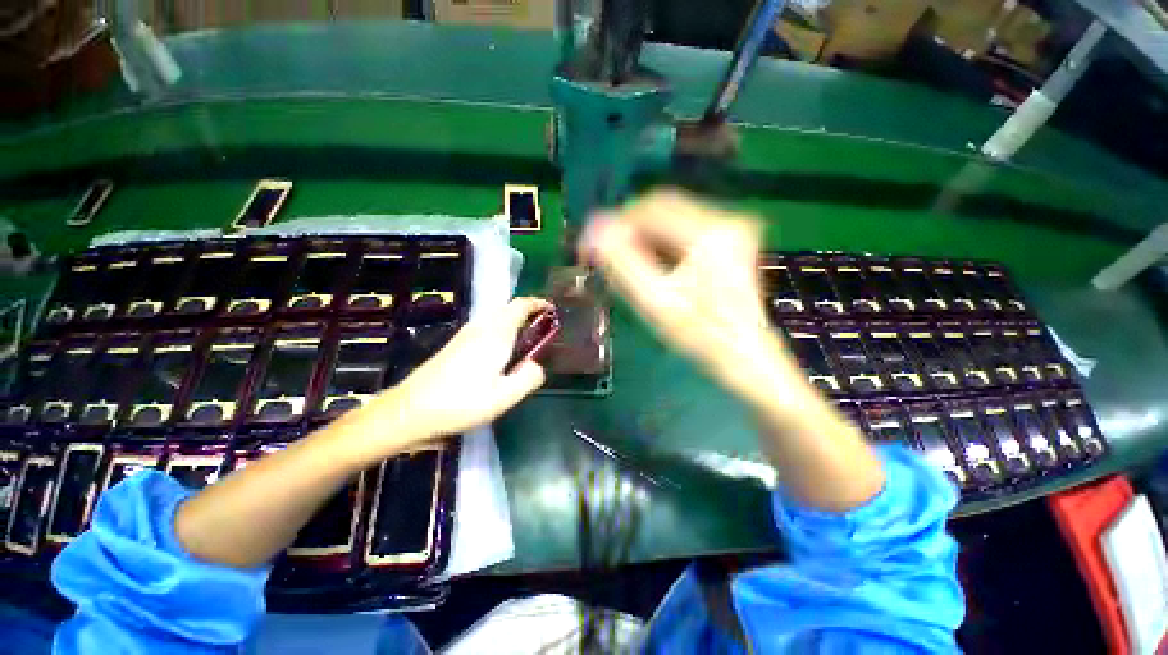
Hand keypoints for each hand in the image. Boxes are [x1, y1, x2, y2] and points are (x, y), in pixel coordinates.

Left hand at [335, 298, 549, 463]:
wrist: (410, 410)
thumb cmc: (461, 403)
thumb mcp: (504, 397)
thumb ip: (528, 378)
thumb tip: (537, 365)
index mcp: (496, 334)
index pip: (520, 306)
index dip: (538, 303)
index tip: (552, 310)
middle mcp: (481, 327)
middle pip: (508, 309)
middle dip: (528, 313)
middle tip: (543, 331)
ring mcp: (465, 334)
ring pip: (496, 318)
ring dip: (514, 322)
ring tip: (526, 343)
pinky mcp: (456, 344)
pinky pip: (486, 328)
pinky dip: (501, 331)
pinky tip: (501, 355)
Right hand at [581, 190, 805, 407]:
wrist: (744, 356)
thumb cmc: (701, 336)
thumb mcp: (656, 303)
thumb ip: (622, 264)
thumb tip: (592, 231)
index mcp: (710, 233)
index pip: (651, 209)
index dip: (615, 223)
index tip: (591, 246)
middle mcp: (725, 219)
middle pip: (662, 208)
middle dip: (627, 230)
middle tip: (603, 256)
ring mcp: (730, 228)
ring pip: (670, 218)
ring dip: (641, 236)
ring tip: (622, 264)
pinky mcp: (728, 239)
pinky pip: (682, 230)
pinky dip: (659, 242)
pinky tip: (648, 265)